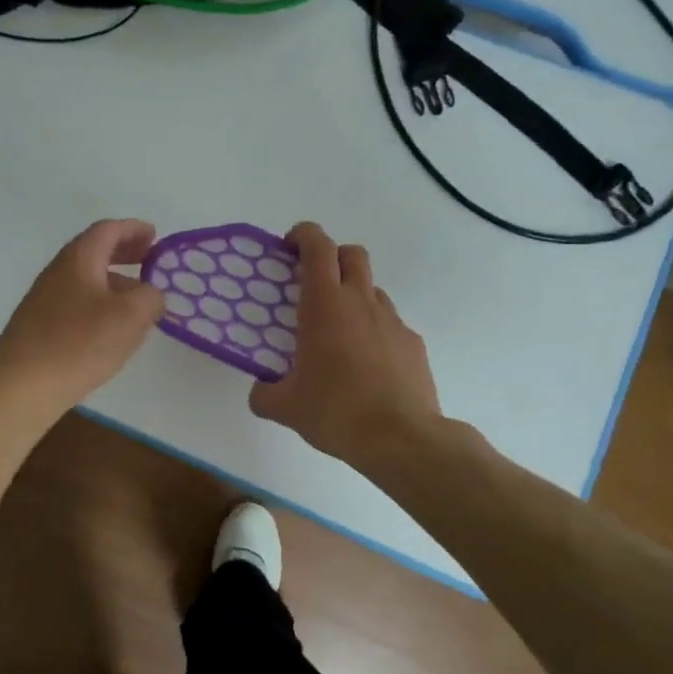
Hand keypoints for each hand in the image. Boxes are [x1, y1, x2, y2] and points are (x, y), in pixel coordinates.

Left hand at [0, 219, 165, 415]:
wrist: (21, 386)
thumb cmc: (79, 343)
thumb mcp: (131, 316)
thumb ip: (150, 297)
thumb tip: (150, 294)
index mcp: (79, 258)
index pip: (108, 230)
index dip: (133, 229)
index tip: (155, 236)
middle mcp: (58, 272)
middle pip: (94, 251)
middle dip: (124, 253)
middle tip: (149, 261)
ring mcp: (44, 300)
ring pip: (85, 279)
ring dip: (113, 282)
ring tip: (138, 301)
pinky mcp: (39, 326)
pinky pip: (76, 303)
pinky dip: (99, 304)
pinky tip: (110, 329)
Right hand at [249, 221, 441, 466]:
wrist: (401, 438)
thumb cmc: (336, 412)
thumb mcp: (286, 407)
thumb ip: (264, 394)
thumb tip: (260, 392)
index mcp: (325, 305)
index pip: (317, 246)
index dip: (303, 235)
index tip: (289, 246)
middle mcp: (361, 302)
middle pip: (352, 254)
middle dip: (332, 256)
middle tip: (313, 283)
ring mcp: (392, 321)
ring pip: (372, 289)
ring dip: (353, 296)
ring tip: (337, 332)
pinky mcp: (412, 344)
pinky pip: (389, 324)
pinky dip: (373, 331)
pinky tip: (365, 365)